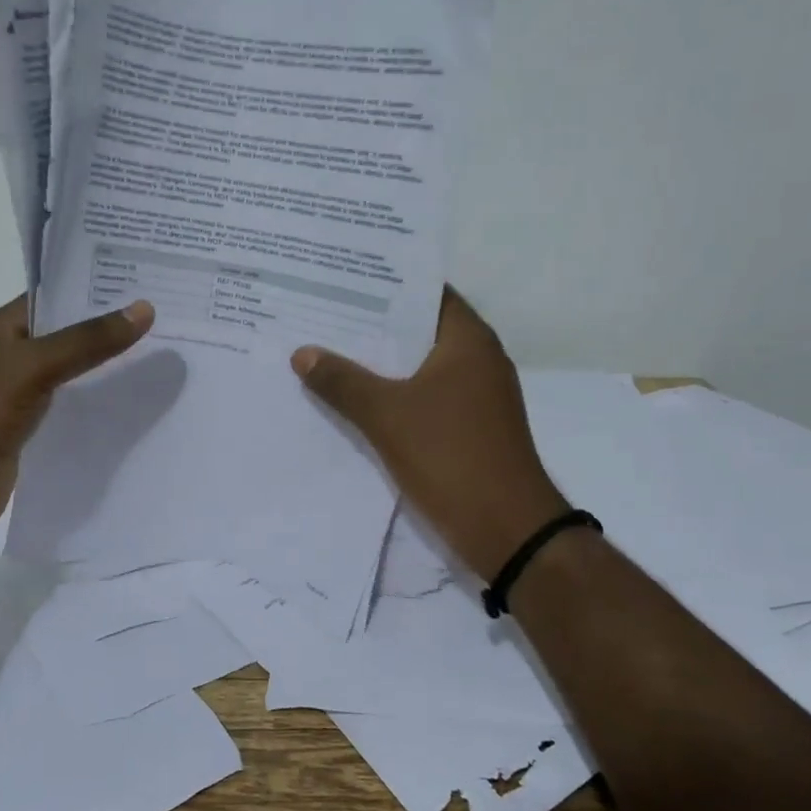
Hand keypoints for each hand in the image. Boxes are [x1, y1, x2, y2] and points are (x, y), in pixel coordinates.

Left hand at [0, 295, 153, 545]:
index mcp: (5, 328)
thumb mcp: (34, 367)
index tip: (148, 281)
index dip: (98, 286)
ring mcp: (25, 393)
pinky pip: (75, 405)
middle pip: (71, 332)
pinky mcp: (35, 428)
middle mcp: (15, 355)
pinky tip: (138, 398)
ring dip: (111, 364)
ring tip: (165, 351)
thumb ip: (88, 340)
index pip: (57, 294)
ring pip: (77, 370)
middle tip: (168, 314)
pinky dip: (102, 400)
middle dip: (113, 325)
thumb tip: (145, 309)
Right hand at [291, 289, 569, 580]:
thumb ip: (343, 382)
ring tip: (327, 352)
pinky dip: (393, 396)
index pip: (425, 293)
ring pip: (419, 368)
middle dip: (373, 326)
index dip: (385, 285)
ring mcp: (476, 398)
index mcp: (468, 341)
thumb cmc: (451, 456)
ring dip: (380, 364)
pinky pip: (424, 399)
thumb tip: (302, 352)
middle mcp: (478, 360)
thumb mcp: (387, 415)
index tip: (342, 280)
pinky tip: (353, 401)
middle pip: (419, 330)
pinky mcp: (469, 430)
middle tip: (321, 314)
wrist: (507, 531)